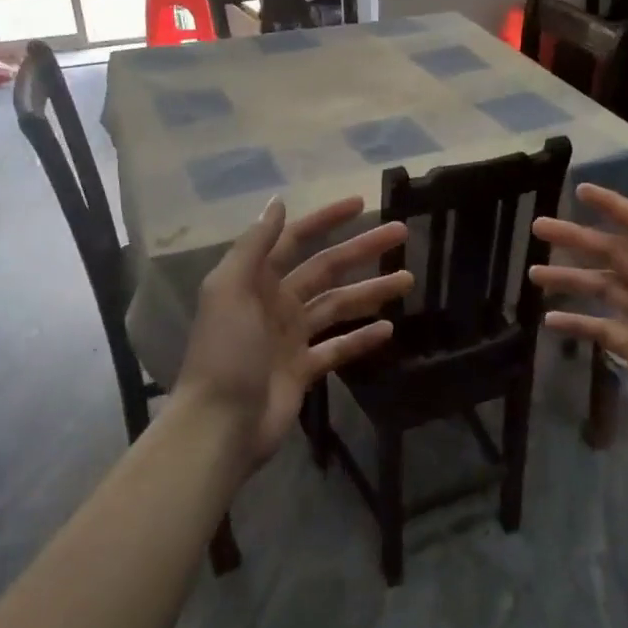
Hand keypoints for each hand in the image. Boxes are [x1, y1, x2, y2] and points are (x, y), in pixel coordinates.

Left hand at [174, 195, 411, 466]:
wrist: (220, 425)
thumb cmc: (225, 352)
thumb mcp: (230, 290)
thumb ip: (254, 245)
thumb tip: (278, 202)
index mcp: (255, 281)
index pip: (295, 239)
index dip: (326, 219)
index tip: (361, 203)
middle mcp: (275, 303)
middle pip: (326, 268)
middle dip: (363, 249)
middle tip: (402, 233)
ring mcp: (290, 338)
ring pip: (338, 306)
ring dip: (372, 290)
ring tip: (408, 279)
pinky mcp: (303, 370)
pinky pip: (338, 347)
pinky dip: (361, 338)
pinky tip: (389, 329)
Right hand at [530, 184, 627, 470]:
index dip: (612, 207)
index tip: (580, 190)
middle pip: (611, 255)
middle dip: (576, 239)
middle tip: (538, 227)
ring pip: (599, 289)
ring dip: (568, 279)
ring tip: (533, 273)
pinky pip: (598, 328)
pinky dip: (575, 322)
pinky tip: (548, 319)